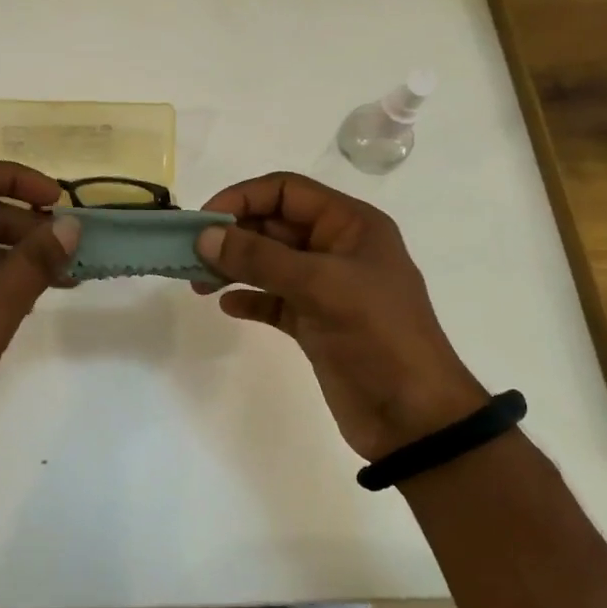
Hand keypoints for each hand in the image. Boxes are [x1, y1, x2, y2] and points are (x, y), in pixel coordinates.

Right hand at [195, 172, 488, 461]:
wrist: (414, 417)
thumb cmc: (377, 336)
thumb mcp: (321, 287)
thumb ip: (260, 258)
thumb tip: (205, 236)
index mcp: (351, 225)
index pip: (286, 191)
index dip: (243, 198)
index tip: (204, 222)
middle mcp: (337, 249)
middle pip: (273, 225)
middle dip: (232, 236)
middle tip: (192, 256)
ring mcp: (326, 288)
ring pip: (269, 263)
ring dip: (234, 267)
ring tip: (199, 284)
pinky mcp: (315, 323)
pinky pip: (273, 300)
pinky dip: (249, 299)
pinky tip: (227, 306)